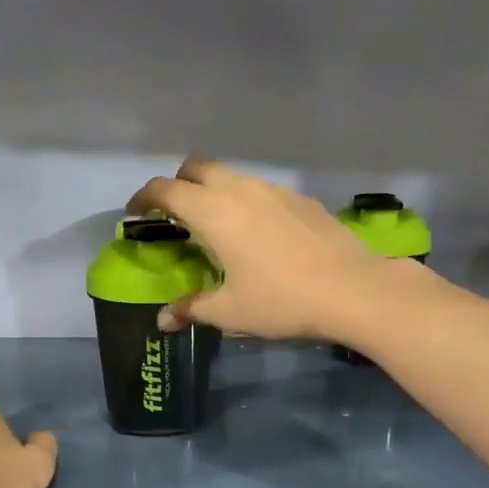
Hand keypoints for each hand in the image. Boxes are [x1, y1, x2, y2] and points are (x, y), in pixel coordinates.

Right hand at [127, 158, 409, 342]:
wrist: (353, 289)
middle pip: (197, 167)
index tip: (136, 212)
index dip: (144, 197)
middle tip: (176, 214)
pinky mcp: (300, 198)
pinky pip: (261, 190)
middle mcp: (240, 189)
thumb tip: (163, 320)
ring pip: (232, 175)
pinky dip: (247, 201)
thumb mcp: (229, 312)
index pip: (165, 189)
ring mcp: (274, 189)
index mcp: (213, 211)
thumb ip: (191, 309)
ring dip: (214, 190)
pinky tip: (260, 234)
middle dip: (178, 184)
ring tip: (217, 225)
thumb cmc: (281, 299)